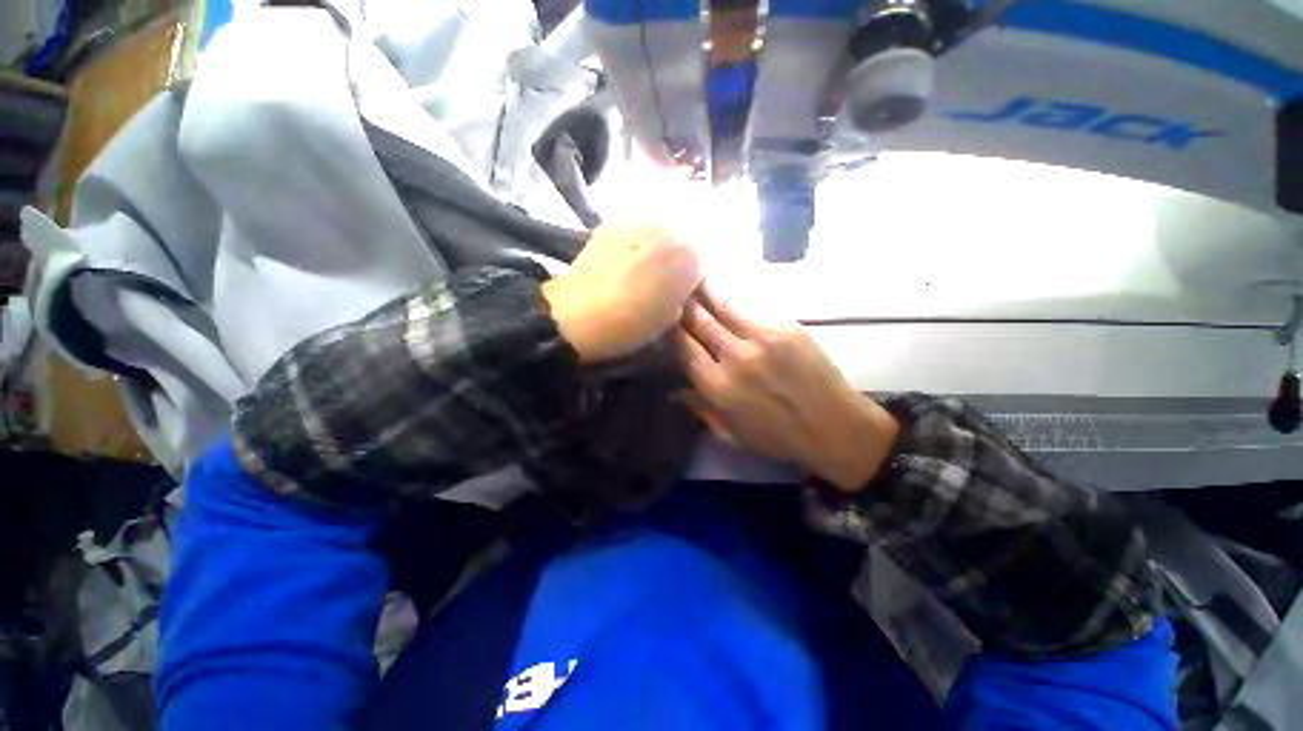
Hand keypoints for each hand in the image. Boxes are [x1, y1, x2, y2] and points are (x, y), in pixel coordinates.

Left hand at [543, 224, 701, 362]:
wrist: (579, 315)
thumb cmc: (632, 324)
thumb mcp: (670, 318)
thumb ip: (682, 297)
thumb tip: (679, 288)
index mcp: (691, 257)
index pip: (703, 264)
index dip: (692, 281)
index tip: (681, 295)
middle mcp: (670, 230)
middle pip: (682, 243)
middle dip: (676, 260)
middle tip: (661, 282)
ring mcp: (639, 222)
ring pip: (658, 234)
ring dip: (656, 250)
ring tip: (639, 271)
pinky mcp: (612, 224)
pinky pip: (634, 233)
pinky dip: (634, 245)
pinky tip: (621, 263)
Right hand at [679, 288, 899, 492]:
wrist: (835, 426)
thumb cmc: (777, 437)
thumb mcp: (730, 435)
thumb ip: (700, 409)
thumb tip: (674, 390)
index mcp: (718, 386)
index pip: (682, 346)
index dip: (668, 328)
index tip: (661, 318)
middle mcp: (736, 356)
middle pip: (698, 319)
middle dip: (681, 302)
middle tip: (670, 288)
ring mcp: (762, 337)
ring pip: (722, 305)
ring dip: (703, 290)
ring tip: (692, 277)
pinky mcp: (786, 326)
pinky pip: (750, 307)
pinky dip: (732, 300)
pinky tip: (724, 292)